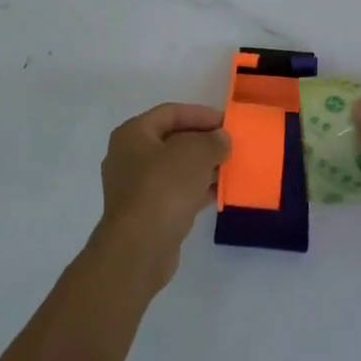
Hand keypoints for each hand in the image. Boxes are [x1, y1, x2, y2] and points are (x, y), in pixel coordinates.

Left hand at [93, 103, 229, 292]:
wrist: (139, 248)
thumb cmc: (163, 189)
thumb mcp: (195, 155)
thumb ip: (212, 141)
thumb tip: (221, 138)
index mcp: (133, 133)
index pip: (170, 113)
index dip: (200, 115)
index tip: (228, 123)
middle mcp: (129, 156)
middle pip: (172, 140)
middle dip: (203, 142)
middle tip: (231, 146)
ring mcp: (136, 186)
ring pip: (175, 168)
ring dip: (202, 167)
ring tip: (231, 168)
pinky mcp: (146, 212)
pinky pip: (175, 192)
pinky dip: (196, 189)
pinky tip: (220, 193)